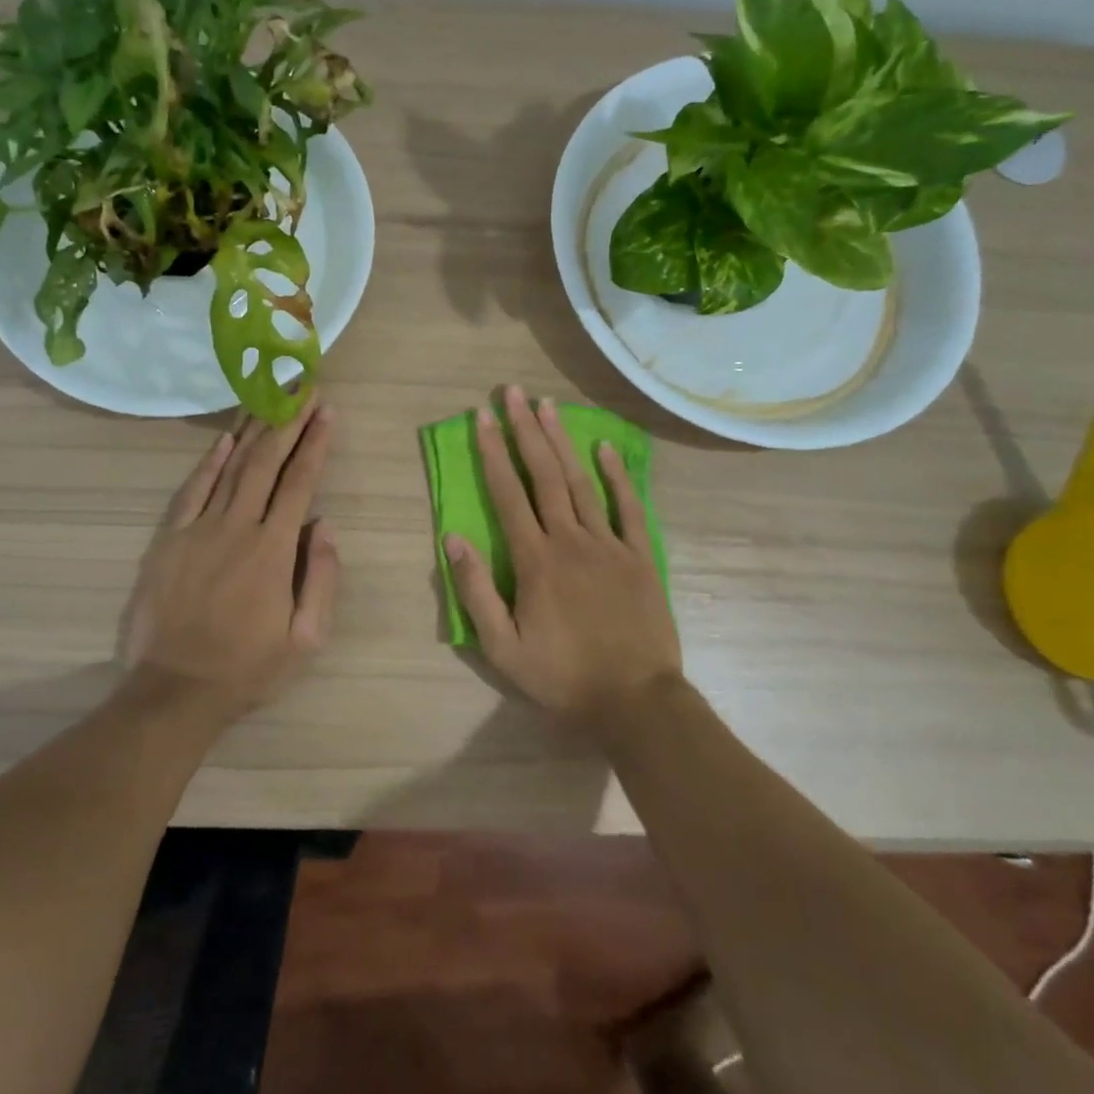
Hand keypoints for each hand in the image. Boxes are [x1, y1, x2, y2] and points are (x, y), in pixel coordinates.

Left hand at [119, 395, 340, 720]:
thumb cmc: (247, 667)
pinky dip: (209, 460)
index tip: (327, 412)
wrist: (175, 690)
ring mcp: (198, 529)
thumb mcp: (305, 638)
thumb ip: (321, 577)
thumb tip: (324, 525)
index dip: (315, 444)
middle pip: (266, 463)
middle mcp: (237, 527)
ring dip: (253, 430)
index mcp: (273, 550)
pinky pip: (192, 490)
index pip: (300, 483)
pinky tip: (225, 438)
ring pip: (230, 467)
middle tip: (303, 388)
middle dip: (288, 421)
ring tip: (270, 398)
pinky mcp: (170, 539)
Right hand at [444, 386, 680, 725]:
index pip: (508, 494)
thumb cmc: (562, 677)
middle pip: (545, 475)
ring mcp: (609, 545)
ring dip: (562, 441)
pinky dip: (617, 476)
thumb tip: (453, 539)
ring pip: (582, 482)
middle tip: (513, 392)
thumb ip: (476, 592)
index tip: (482, 418)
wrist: (635, 701)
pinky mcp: (640, 557)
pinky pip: (629, 508)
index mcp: (535, 560)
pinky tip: (605, 448)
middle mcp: (570, 540)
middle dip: (525, 430)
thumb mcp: (503, 648)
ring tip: (548, 405)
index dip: (493, 452)